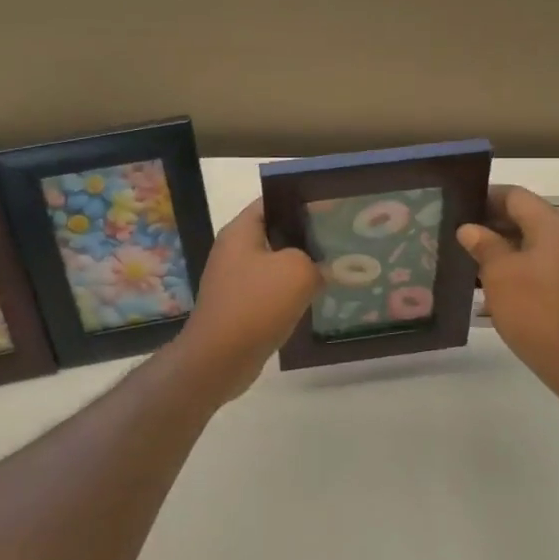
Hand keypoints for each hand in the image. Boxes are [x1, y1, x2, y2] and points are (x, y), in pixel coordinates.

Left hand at [173, 199, 321, 404]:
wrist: (219, 359)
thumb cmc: (256, 305)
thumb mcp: (298, 272)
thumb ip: (316, 261)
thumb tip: (320, 268)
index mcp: (241, 230)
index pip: (273, 201)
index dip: (302, 201)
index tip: (332, 207)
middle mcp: (234, 250)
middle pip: (276, 232)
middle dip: (306, 236)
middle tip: (339, 238)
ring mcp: (235, 279)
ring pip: (275, 264)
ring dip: (300, 267)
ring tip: (334, 267)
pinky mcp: (240, 306)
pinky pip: (270, 290)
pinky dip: (290, 292)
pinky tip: (314, 298)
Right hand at [458, 185, 558, 394]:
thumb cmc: (535, 311)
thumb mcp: (500, 274)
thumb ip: (484, 245)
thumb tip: (469, 229)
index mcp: (554, 226)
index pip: (515, 196)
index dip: (485, 198)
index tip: (457, 208)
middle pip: (525, 217)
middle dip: (491, 224)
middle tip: (457, 235)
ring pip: (532, 243)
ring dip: (502, 248)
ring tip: (469, 260)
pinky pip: (541, 264)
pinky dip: (517, 267)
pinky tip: (492, 286)